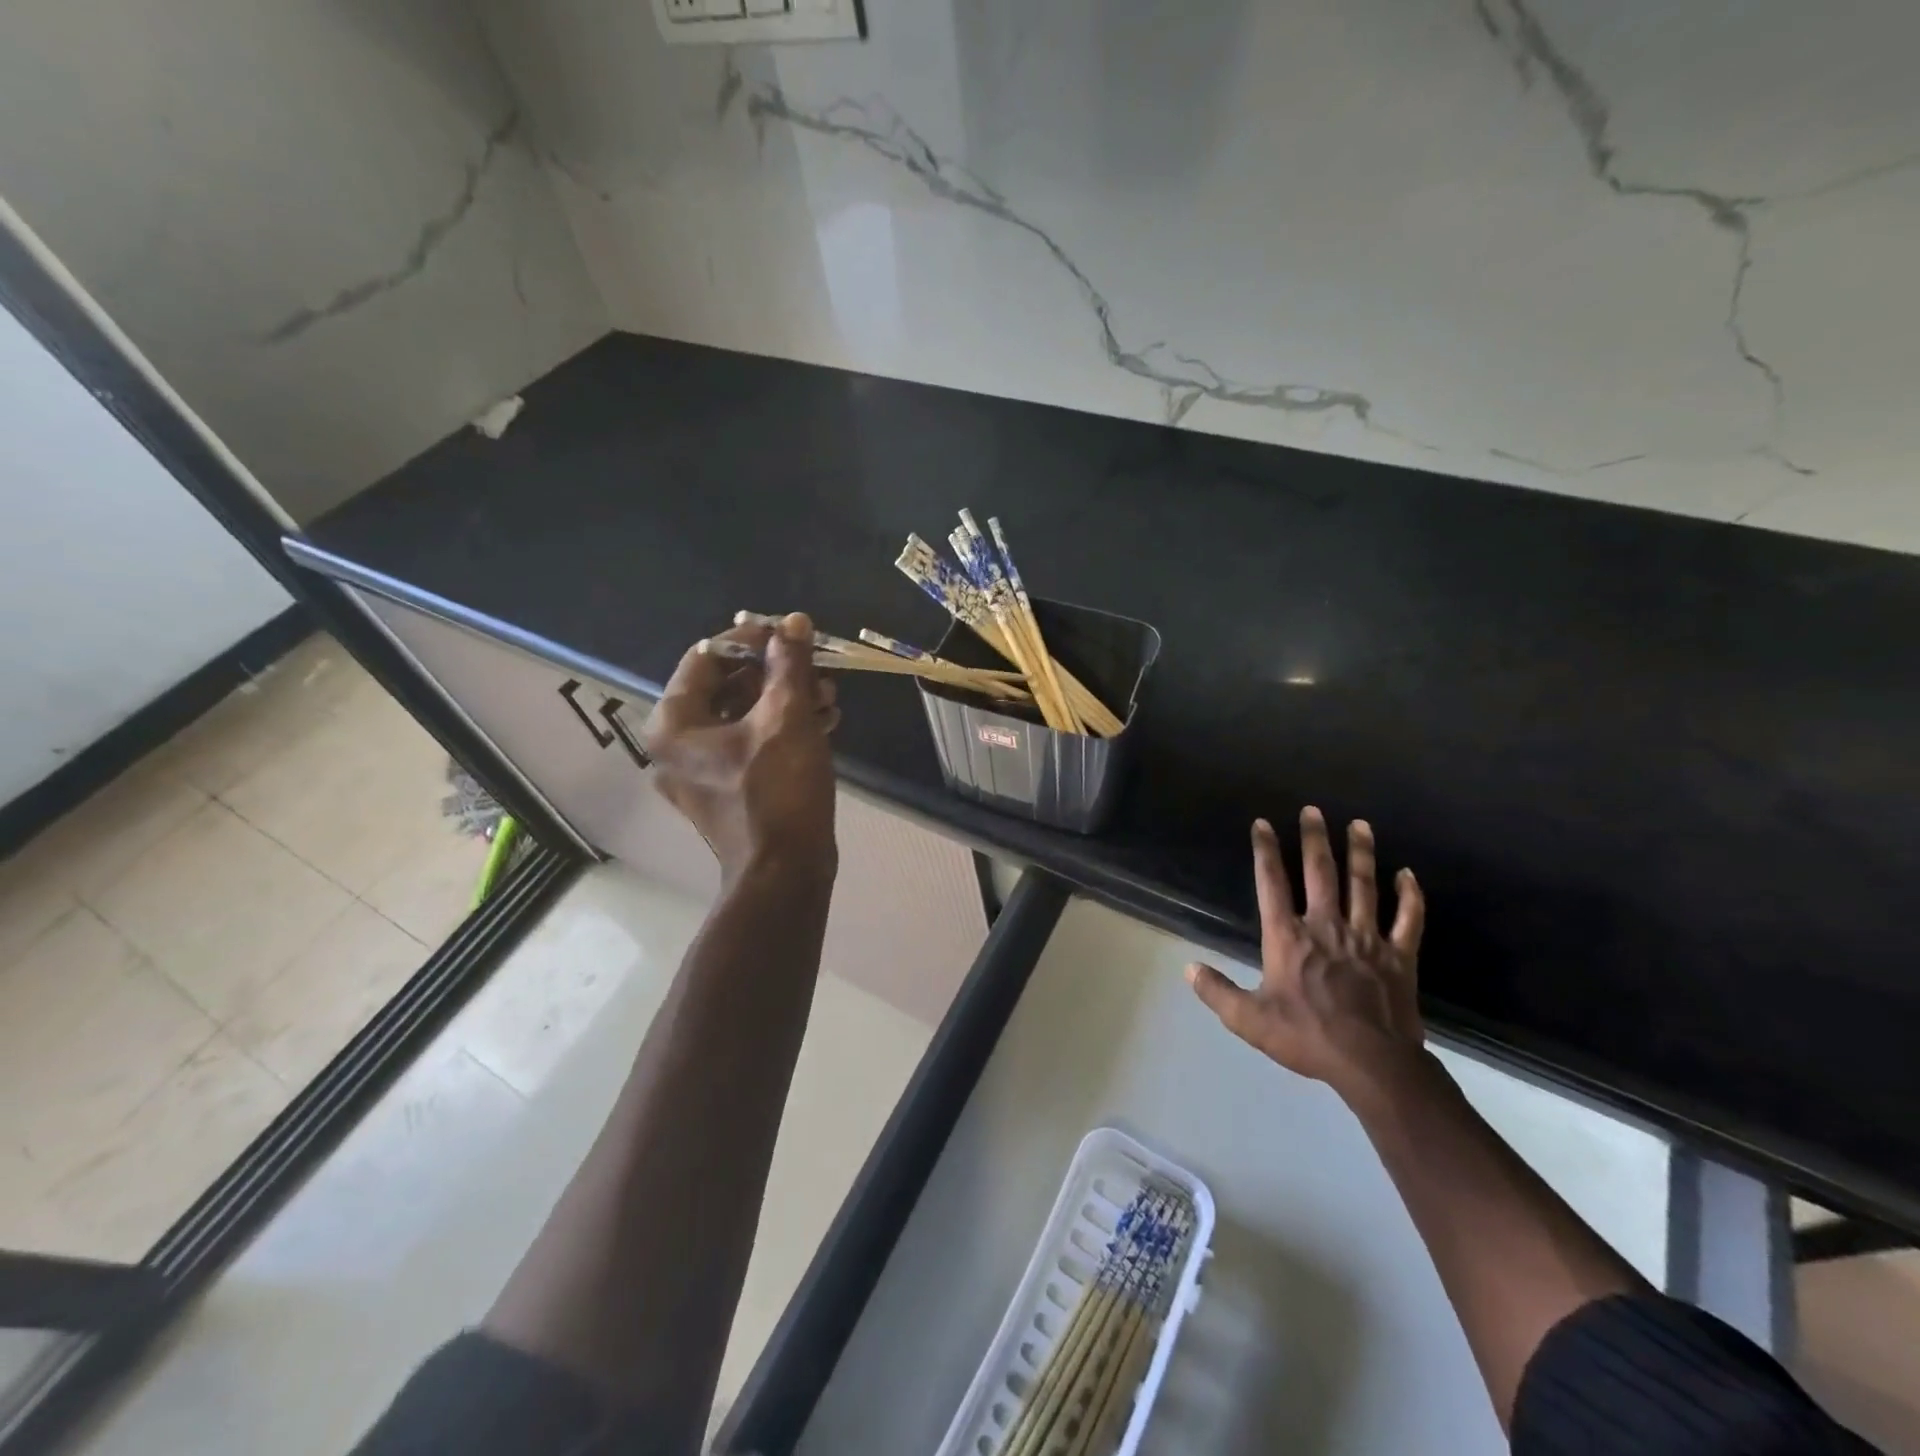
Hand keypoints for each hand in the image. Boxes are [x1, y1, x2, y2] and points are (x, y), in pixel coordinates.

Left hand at [642, 613, 838, 882]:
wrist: (785, 873)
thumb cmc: (778, 792)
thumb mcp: (787, 718)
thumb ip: (788, 664)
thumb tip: (793, 621)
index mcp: (674, 724)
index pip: (706, 657)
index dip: (749, 637)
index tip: (789, 632)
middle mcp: (678, 745)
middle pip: (728, 686)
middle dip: (777, 672)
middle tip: (815, 666)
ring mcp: (703, 771)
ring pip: (745, 715)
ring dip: (787, 699)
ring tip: (829, 696)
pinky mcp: (730, 790)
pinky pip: (753, 743)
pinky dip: (785, 728)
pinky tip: (825, 721)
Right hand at [1186, 807, 1426, 1105]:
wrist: (1371, 1062)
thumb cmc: (1306, 1036)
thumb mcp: (1249, 1020)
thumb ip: (1217, 992)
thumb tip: (1188, 968)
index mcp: (1288, 936)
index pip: (1271, 883)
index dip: (1265, 851)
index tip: (1263, 824)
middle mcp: (1325, 925)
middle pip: (1320, 872)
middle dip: (1314, 839)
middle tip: (1313, 810)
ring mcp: (1366, 938)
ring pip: (1364, 885)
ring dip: (1361, 853)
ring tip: (1359, 824)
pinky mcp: (1398, 955)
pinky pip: (1407, 919)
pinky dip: (1409, 896)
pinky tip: (1408, 875)